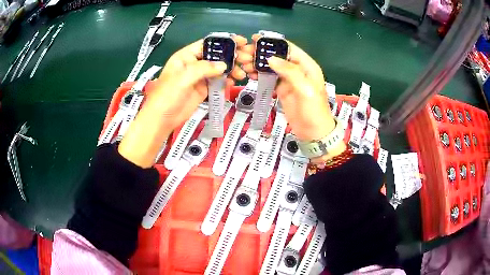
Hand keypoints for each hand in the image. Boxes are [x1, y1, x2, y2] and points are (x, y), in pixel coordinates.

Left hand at [119, 36, 247, 167]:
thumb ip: (203, 68)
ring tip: (243, 73)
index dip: (224, 41)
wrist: (162, 119)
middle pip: (216, 56)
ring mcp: (199, 77)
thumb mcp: (183, 78)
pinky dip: (227, 80)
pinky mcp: (203, 89)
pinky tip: (234, 81)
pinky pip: (218, 81)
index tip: (241, 41)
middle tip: (248, 59)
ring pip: (219, 69)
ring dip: (232, 69)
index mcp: (186, 56)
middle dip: (232, 56)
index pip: (207, 44)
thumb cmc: (167, 95)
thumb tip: (224, 65)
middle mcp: (194, 64)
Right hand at [239, 35, 334, 141]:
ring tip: (243, 64)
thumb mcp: (305, 89)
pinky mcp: (282, 89)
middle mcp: (297, 69)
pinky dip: (259, 75)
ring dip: (258, 64)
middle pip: (277, 56)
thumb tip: (270, 58)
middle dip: (261, 54)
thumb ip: (290, 71)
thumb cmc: (313, 110)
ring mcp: (289, 79)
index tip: (255, 39)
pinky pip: (269, 78)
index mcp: (306, 65)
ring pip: (271, 66)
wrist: (313, 132)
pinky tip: (250, 74)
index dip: (273, 42)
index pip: (289, 48)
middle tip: (244, 54)